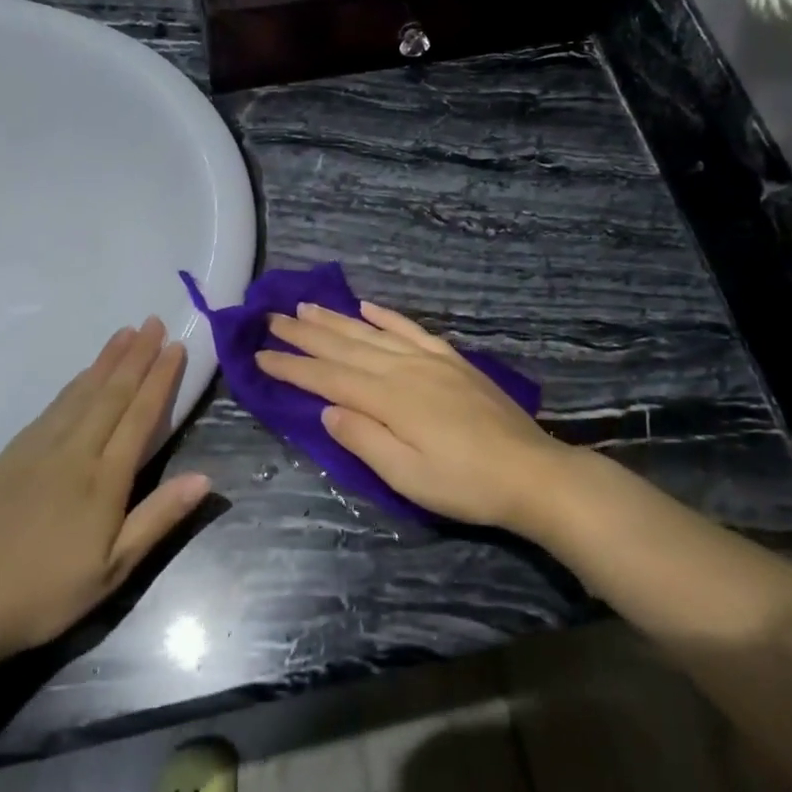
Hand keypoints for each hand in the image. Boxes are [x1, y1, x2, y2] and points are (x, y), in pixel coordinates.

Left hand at [0, 318, 211, 662]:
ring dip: (105, 361)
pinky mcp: (11, 454)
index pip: (139, 415)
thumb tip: (205, 478)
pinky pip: (52, 407)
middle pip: (111, 393)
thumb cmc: (46, 592)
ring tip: (123, 333)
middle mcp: (73, 452)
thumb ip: (158, 518)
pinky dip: (74, 384)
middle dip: (136, 355)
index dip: (160, 378)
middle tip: (153, 321)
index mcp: (103, 479)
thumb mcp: (114, 569)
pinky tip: (81, 376)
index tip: (176, 347)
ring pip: (80, 393)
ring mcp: (37, 448)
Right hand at [256, 301, 574, 535]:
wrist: (532, 472)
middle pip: (345, 347)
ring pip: (372, 332)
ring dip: (336, 319)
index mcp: (389, 399)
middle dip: (305, 334)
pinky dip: (387, 316)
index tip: (259, 355)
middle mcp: (404, 369)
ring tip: (306, 306)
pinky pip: (411, 330)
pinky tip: (368, 306)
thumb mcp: (407, 476)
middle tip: (271, 318)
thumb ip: (364, 439)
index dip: (292, 367)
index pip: (328, 378)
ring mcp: (430, 360)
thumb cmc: (465, 484)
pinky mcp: (452, 361)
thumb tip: (327, 409)